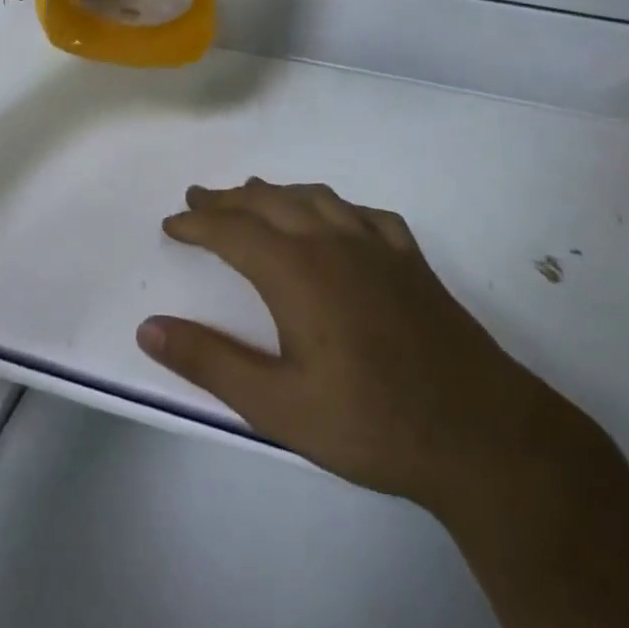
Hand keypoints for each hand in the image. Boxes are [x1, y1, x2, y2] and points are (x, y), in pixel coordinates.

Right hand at [137, 179, 539, 507]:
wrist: (479, 434)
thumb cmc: (370, 423)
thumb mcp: (276, 405)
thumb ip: (210, 362)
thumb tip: (149, 327)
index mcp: (298, 272)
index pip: (233, 232)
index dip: (197, 224)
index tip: (171, 224)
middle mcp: (335, 244)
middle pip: (271, 204)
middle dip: (229, 200)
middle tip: (198, 198)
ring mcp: (379, 249)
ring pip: (318, 200)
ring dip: (278, 193)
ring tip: (254, 193)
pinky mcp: (412, 263)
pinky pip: (366, 216)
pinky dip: (336, 207)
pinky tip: (337, 219)